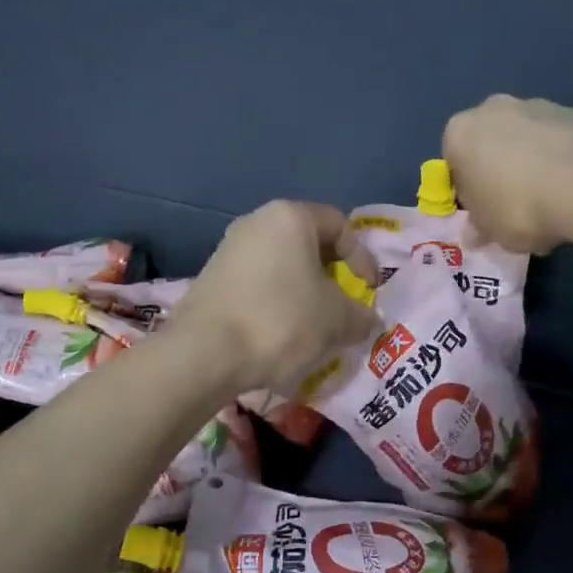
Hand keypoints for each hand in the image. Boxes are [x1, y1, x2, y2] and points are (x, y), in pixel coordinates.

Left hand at [173, 201, 379, 393]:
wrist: (204, 354)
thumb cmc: (281, 321)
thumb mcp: (336, 321)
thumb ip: (361, 315)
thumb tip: (367, 319)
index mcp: (290, 218)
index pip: (340, 226)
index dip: (362, 258)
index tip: (368, 291)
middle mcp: (256, 223)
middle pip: (308, 243)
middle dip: (331, 276)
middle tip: (342, 308)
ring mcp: (228, 249)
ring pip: (281, 265)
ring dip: (303, 292)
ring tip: (313, 327)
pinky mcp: (211, 278)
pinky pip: (257, 284)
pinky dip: (275, 303)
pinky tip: (279, 334)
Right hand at [443, 95, 572, 252]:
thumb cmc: (517, 208)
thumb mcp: (489, 229)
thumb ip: (478, 226)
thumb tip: (474, 233)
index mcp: (460, 132)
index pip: (454, 161)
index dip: (467, 188)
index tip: (483, 209)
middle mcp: (493, 108)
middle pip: (488, 141)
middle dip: (497, 166)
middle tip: (513, 201)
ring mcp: (535, 105)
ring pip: (524, 136)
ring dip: (529, 157)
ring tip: (548, 195)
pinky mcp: (572, 112)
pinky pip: (556, 137)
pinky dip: (559, 155)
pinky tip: (571, 184)